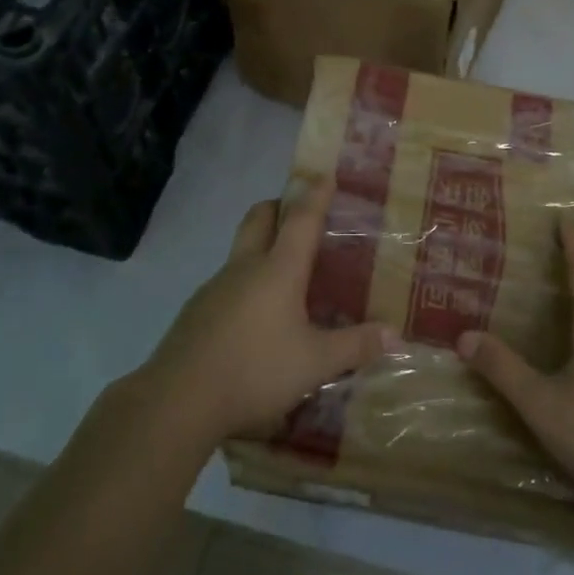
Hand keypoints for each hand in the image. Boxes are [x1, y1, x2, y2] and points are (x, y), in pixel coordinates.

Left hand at [143, 182, 395, 444]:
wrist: (178, 399)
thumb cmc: (255, 370)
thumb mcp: (315, 363)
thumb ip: (355, 346)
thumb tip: (395, 334)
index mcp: (278, 270)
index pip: (301, 219)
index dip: (315, 195)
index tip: (324, 174)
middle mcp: (245, 267)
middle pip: (259, 218)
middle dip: (279, 206)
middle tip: (298, 214)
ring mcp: (215, 287)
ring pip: (240, 250)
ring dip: (261, 245)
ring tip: (284, 271)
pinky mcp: (196, 311)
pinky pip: (227, 282)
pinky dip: (245, 282)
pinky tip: (255, 316)